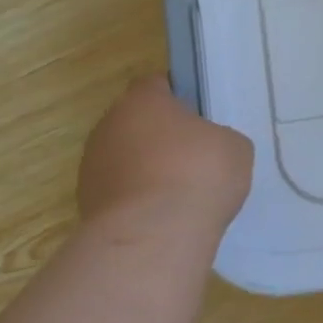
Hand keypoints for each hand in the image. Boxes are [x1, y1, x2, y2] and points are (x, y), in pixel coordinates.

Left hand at [78, 75, 254, 231]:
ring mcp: (92, 166)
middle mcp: (108, 126)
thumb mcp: (234, 147)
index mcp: (142, 101)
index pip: (156, 85)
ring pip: (125, 158)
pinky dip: (138, 200)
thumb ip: (218, 137)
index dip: (179, 98)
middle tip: (194, 157)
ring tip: (179, 194)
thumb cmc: (198, 175)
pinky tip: (163, 217)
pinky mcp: (87, 204)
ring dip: (147, 170)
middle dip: (161, 137)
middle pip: (137, 122)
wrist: (154, 237)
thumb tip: (206, 147)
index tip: (199, 117)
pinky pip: (120, 192)